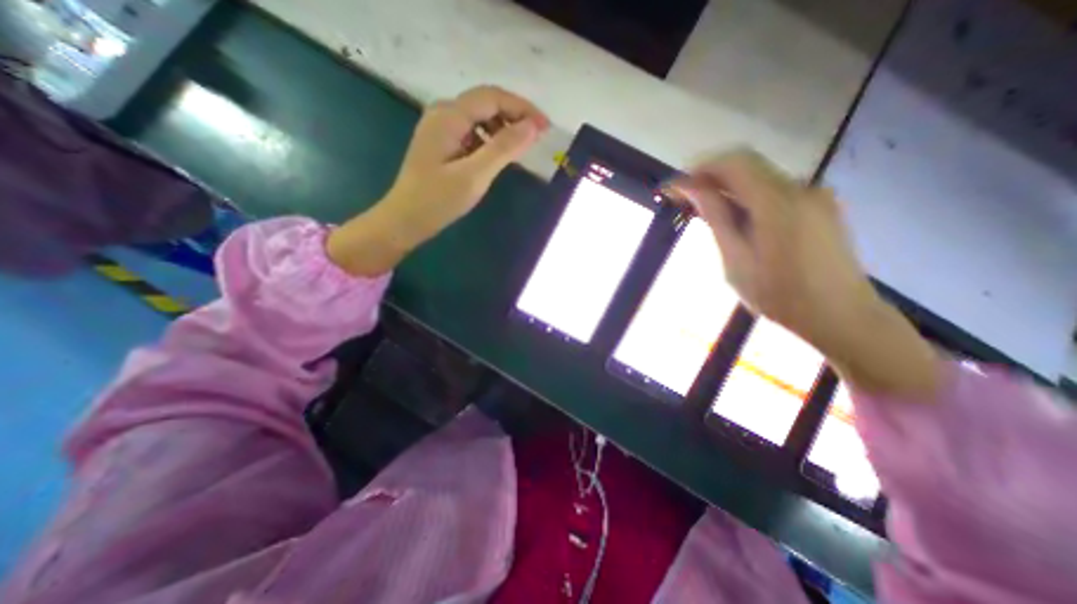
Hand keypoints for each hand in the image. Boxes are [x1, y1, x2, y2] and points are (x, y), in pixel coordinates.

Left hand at [326, 85, 547, 275]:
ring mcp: (440, 128)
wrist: (406, 220)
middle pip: (486, 103)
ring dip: (503, 127)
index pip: (492, 97)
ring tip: (521, 147)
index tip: (545, 127)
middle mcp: (443, 113)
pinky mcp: (442, 143)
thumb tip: (533, 126)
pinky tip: (498, 155)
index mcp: (449, 116)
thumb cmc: (438, 200)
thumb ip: (503, 149)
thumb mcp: (474, 175)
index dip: (522, 108)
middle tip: (538, 136)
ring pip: (479, 117)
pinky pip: (472, 132)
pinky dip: (490, 139)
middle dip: (515, 115)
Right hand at [676, 149, 940, 396]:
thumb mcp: (736, 260)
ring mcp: (815, 195)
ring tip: (704, 212)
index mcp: (778, 202)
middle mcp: (800, 188)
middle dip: (710, 177)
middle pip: (747, 166)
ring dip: (728, 188)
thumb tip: (692, 188)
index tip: (673, 188)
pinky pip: (775, 191)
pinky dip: (748, 197)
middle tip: (683, 200)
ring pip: (760, 178)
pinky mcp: (820, 206)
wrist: (841, 317)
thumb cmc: (779, 295)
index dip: (699, 169)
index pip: (733, 163)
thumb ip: (717, 218)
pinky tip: (735, 220)